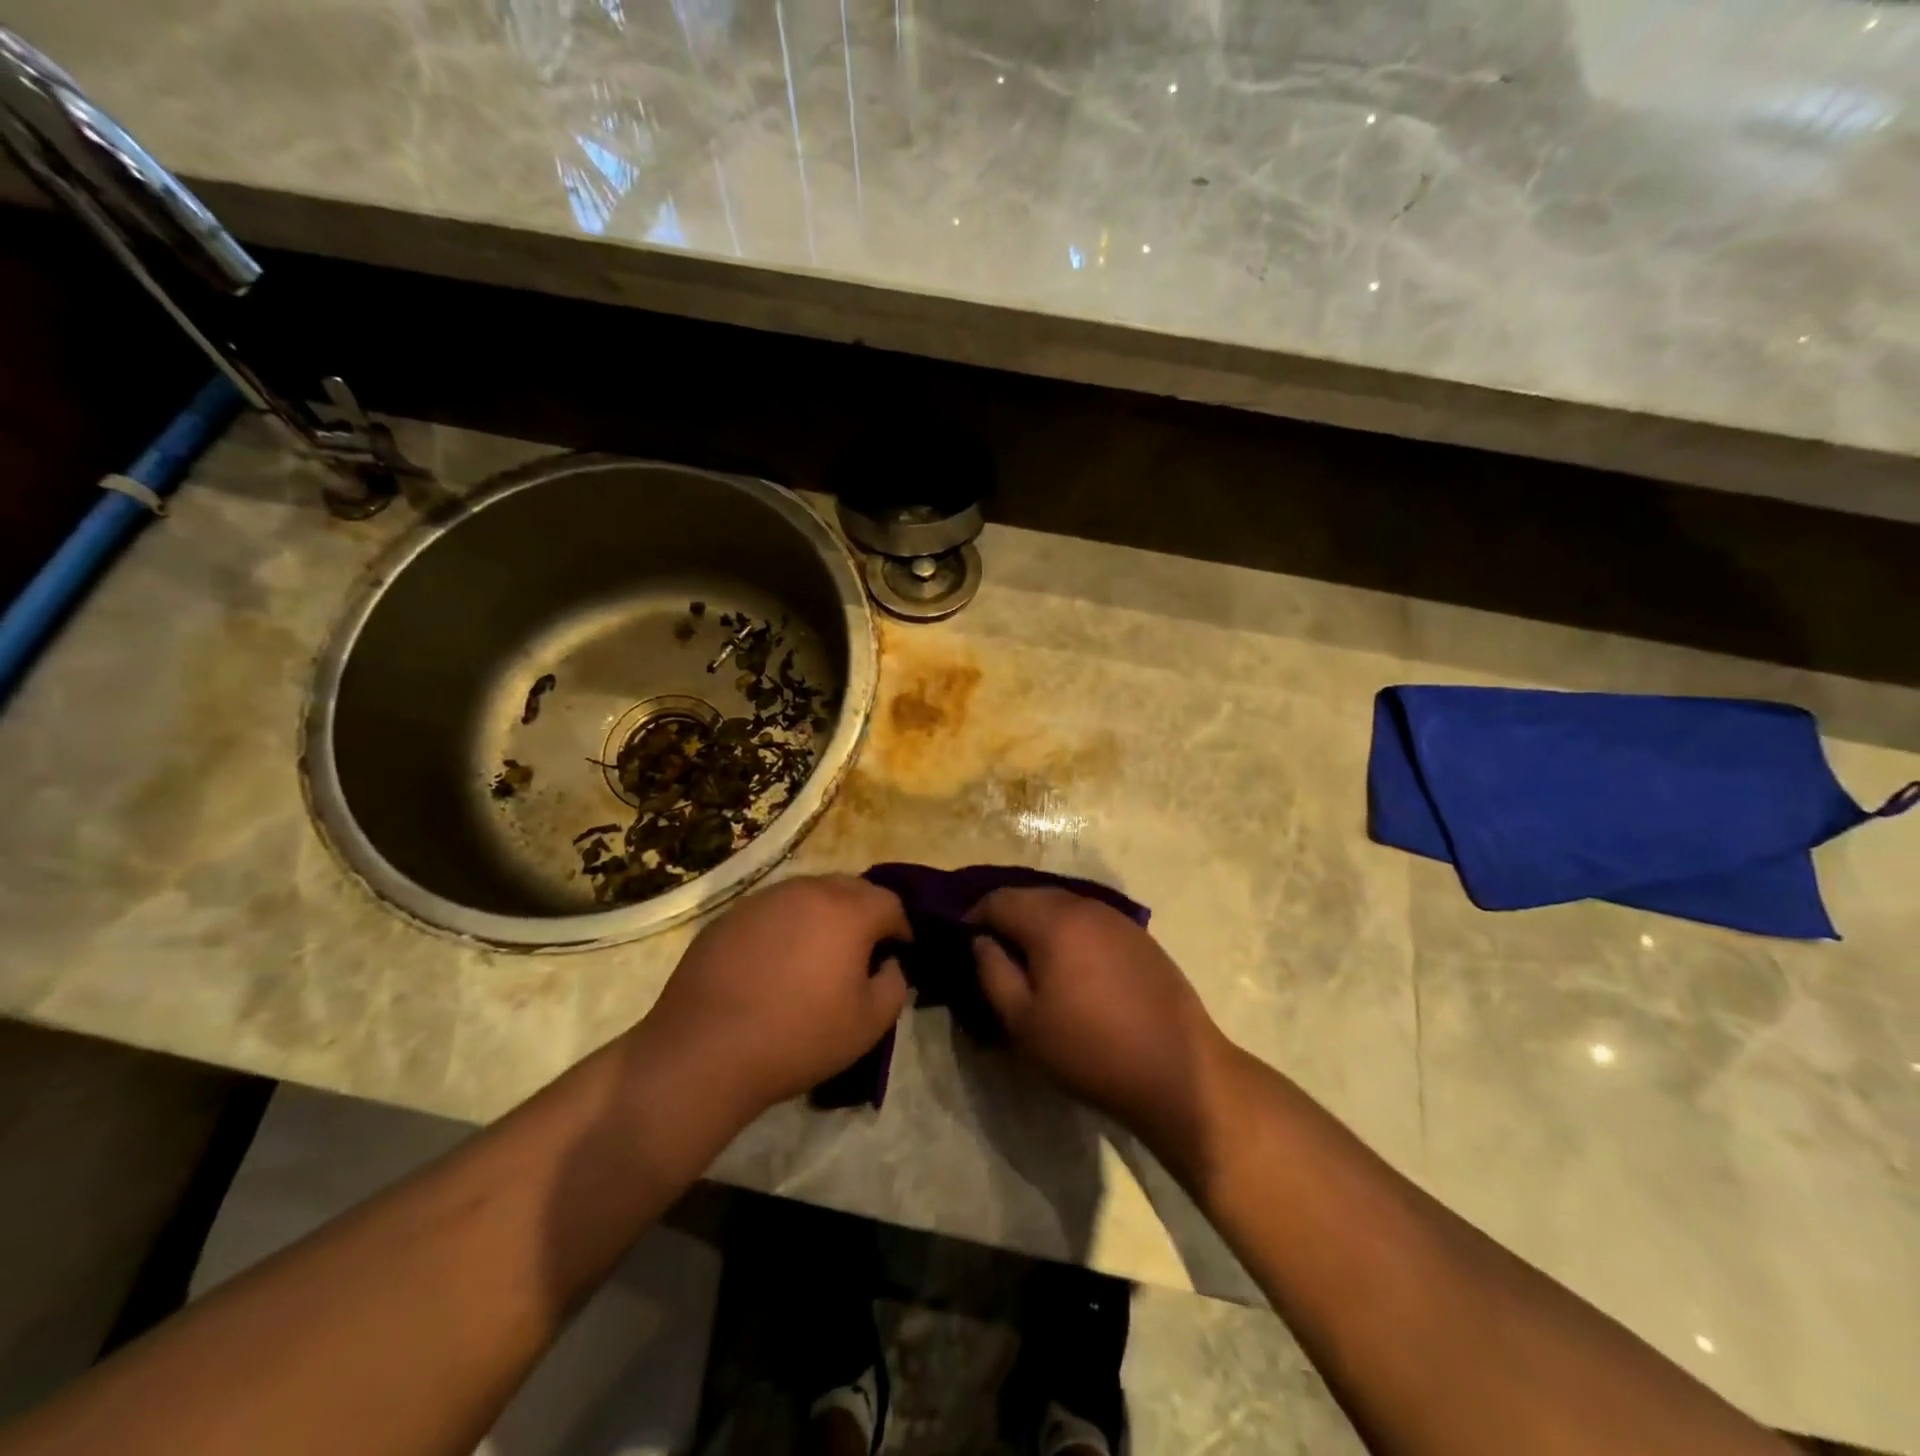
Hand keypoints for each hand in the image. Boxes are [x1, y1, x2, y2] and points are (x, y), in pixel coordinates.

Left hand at [631, 876, 909, 1124]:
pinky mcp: (730, 915)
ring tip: (817, 954)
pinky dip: (786, 926)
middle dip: (865, 912)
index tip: (898, 954)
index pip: (890, 902)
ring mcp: (764, 899)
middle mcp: (807, 891)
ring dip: (824, 915)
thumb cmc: (798, 1037)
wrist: (705, 1051)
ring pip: (809, 893)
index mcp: (847, 911)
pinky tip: (774, 962)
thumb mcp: (869, 1024)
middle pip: (850, 888)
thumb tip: (888, 963)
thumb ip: (895, 984)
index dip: (901, 928)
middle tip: (862, 950)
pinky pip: (773, 910)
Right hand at [970, 889, 1228, 1157]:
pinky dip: (1068, 933)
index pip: (999, 899)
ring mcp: (1117, 919)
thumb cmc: (1090, 1050)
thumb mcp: (1023, 1022)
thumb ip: (992, 972)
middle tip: (992, 953)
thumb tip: (980, 941)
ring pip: (1062, 907)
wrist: (1178, 1071)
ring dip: (1038, 924)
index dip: (973, 916)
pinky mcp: (1139, 937)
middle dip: (1006, 917)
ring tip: (1029, 962)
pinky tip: (1071, 967)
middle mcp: (1085, 906)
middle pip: (1032, 897)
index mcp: (1053, 920)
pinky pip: (1089, 921)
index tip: (962, 943)